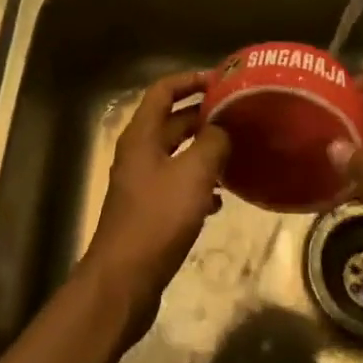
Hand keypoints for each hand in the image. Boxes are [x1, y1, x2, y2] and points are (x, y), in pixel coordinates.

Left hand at [80, 72, 230, 343]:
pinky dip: (198, 184)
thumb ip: (212, 142)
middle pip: (171, 121)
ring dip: (204, 150)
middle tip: (238, 116)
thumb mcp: (193, 174)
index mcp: (142, 135)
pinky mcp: (149, 212)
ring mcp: (142, 183)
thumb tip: (223, 129)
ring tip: (237, 153)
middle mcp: (138, 153)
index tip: (222, 81)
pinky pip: (177, 185)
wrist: (124, 282)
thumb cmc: (157, 219)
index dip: (191, 80)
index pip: (164, 90)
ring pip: (177, 154)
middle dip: (203, 115)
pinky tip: (221, 198)